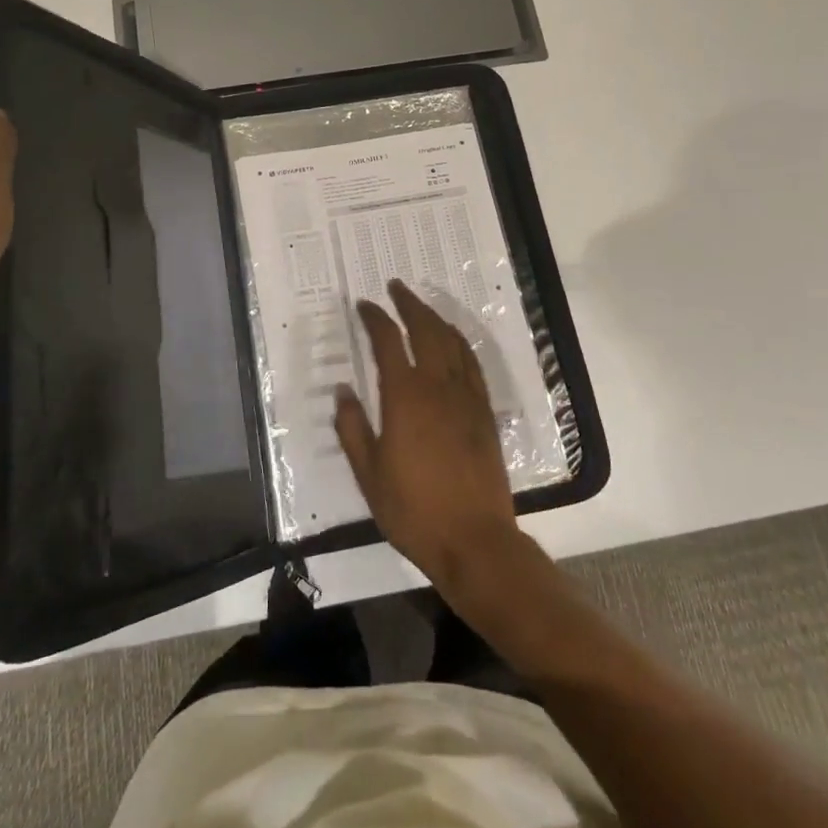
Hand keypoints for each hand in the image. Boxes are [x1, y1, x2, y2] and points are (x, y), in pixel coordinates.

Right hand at [334, 280, 522, 596]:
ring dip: (434, 317)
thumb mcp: (368, 474)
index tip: (363, 304)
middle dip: (408, 304)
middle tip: (395, 287)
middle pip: (424, 329)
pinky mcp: (484, 411)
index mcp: (404, 397)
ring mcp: (465, 396)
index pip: (387, 342)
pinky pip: (472, 363)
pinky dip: (459, 342)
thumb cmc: (413, 510)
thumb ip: (352, 428)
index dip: (375, 318)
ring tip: (420, 306)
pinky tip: (453, 340)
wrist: (474, 539)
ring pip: (451, 341)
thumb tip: (343, 389)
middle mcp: (437, 386)